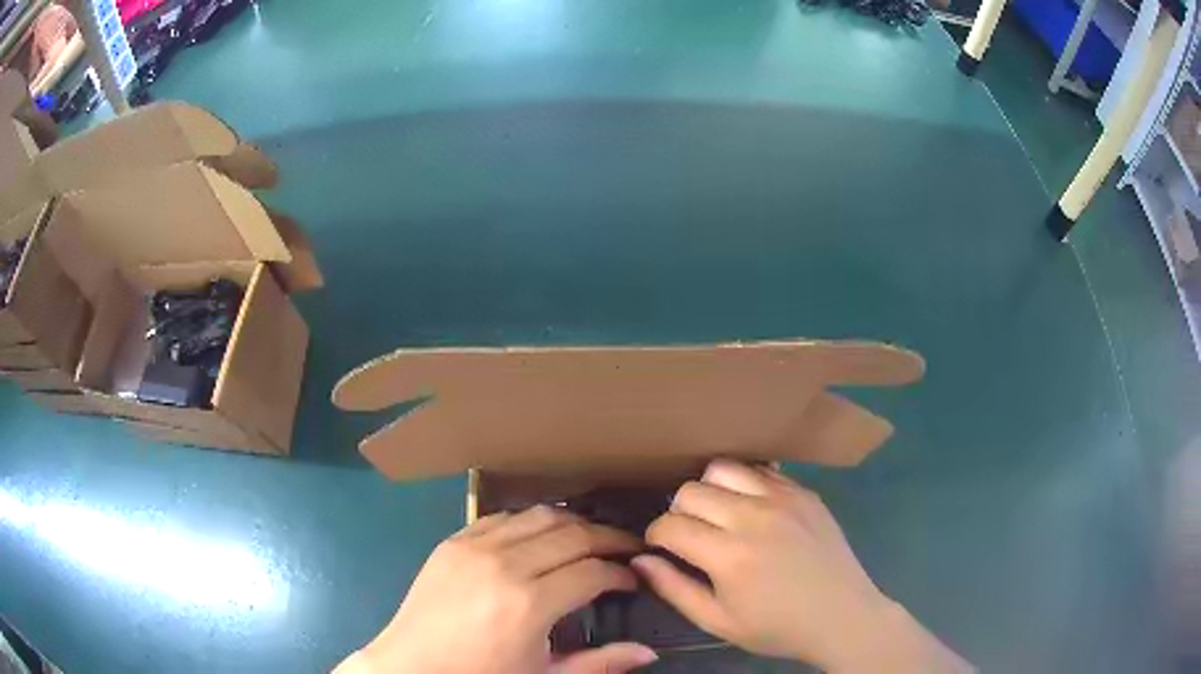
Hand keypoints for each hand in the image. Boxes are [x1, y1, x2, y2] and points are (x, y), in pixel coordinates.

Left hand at [336, 505, 657, 673]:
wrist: (411, 667)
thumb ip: (599, 663)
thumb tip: (648, 651)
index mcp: (529, 604)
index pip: (593, 571)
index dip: (622, 573)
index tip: (634, 579)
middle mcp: (504, 564)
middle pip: (573, 533)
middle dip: (610, 538)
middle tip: (628, 548)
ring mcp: (473, 546)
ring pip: (540, 515)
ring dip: (574, 523)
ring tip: (592, 539)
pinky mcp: (452, 540)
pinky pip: (502, 517)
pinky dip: (530, 522)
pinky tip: (541, 538)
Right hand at [634, 460, 970, 672]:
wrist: (842, 616)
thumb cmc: (777, 628)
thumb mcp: (718, 622)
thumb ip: (674, 589)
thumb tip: (640, 559)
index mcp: (729, 555)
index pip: (669, 525)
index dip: (654, 536)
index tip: (661, 548)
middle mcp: (753, 517)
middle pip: (690, 490)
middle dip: (678, 513)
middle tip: (690, 537)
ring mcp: (783, 498)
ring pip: (722, 469)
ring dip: (709, 491)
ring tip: (718, 516)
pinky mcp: (804, 492)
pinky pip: (761, 470)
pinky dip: (744, 484)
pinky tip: (750, 508)